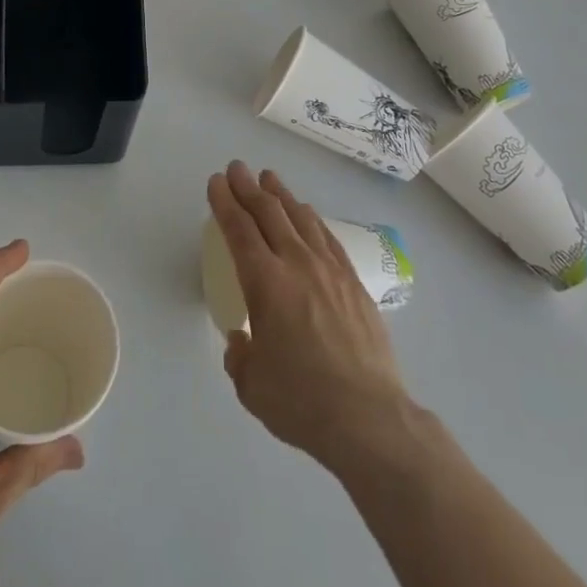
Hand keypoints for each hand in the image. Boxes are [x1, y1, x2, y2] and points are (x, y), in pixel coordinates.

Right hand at [207, 162, 414, 474]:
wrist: (369, 418)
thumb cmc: (302, 401)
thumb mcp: (251, 386)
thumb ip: (240, 356)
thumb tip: (242, 340)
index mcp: (264, 282)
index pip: (239, 229)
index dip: (225, 202)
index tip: (216, 182)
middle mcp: (296, 264)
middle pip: (268, 212)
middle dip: (248, 187)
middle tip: (237, 168)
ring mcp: (329, 270)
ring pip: (300, 217)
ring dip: (281, 194)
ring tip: (269, 178)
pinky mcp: (354, 282)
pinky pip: (327, 237)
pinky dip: (311, 218)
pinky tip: (307, 213)